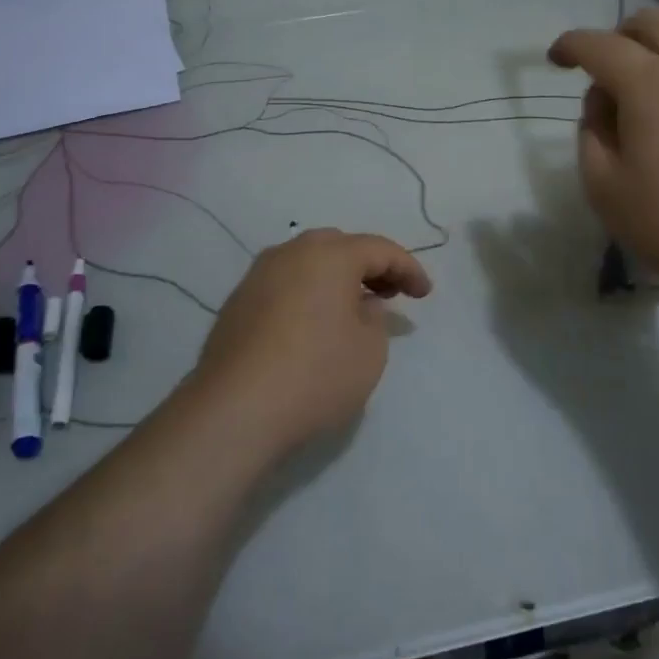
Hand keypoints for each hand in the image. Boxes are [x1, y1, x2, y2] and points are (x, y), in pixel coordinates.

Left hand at [192, 229, 431, 452]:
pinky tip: (314, 323)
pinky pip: (284, 284)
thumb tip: (362, 305)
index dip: (408, 269)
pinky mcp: (237, 303)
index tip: (425, 294)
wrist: (234, 411)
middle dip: (370, 266)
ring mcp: (258, 276)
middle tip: (390, 293)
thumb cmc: (315, 375)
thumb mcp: (369, 351)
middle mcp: (291, 253)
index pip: (380, 249)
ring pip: (307, 262)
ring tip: (353, 308)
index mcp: (329, 255)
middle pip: (340, 246)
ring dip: (336, 277)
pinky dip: (308, 293)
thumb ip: (375, 319)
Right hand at [549, 8, 658, 309]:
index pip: (601, 45)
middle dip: (621, 35)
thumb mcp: (604, 188)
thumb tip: (604, 103)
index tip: (557, 58)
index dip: (571, 45)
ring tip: (655, 76)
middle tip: (608, 70)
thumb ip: (591, 133)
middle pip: (655, 21)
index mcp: (653, 84)